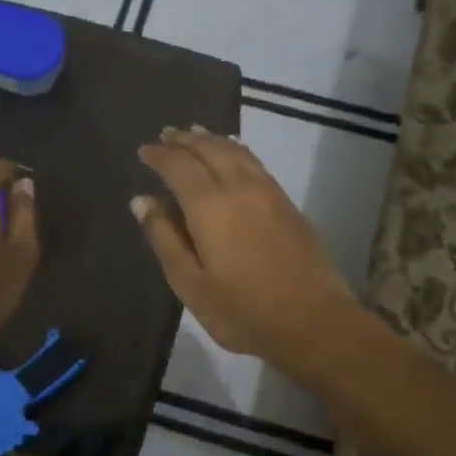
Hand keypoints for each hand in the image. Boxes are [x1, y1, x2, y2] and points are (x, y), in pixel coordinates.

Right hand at [133, 127, 361, 377]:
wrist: (314, 321)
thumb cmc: (243, 311)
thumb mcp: (190, 283)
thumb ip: (164, 238)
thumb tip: (141, 201)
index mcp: (209, 205)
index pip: (179, 166)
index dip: (159, 155)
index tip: (144, 150)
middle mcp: (239, 187)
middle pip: (209, 149)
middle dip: (185, 139)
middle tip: (167, 134)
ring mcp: (268, 192)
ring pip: (236, 151)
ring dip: (211, 139)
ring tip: (195, 134)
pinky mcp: (288, 203)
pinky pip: (254, 162)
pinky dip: (236, 150)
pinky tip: (232, 155)